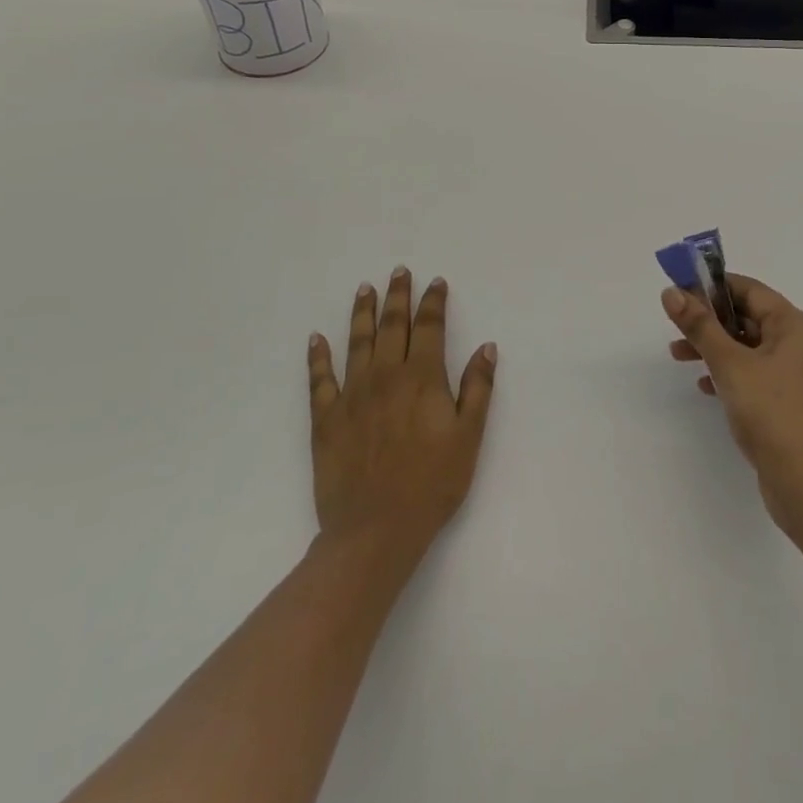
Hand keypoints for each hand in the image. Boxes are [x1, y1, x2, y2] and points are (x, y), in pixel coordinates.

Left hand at [307, 268, 496, 562]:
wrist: (376, 530)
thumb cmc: (433, 483)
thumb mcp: (469, 436)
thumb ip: (478, 388)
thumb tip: (486, 347)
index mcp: (422, 378)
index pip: (429, 328)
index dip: (433, 302)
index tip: (435, 282)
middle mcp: (386, 376)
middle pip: (392, 325)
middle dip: (397, 295)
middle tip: (398, 271)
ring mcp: (352, 395)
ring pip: (357, 342)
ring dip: (362, 313)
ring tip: (364, 289)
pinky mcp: (326, 419)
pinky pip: (320, 379)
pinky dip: (318, 356)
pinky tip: (316, 338)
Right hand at [662, 274, 802, 531]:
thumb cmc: (772, 413)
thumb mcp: (730, 364)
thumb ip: (700, 326)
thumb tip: (672, 292)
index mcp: (795, 326)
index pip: (750, 290)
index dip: (713, 287)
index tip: (679, 291)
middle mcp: (800, 344)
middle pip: (749, 318)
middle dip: (710, 320)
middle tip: (675, 326)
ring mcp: (796, 376)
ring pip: (749, 348)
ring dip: (714, 348)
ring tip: (678, 356)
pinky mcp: (789, 403)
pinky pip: (754, 374)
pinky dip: (728, 373)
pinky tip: (704, 387)